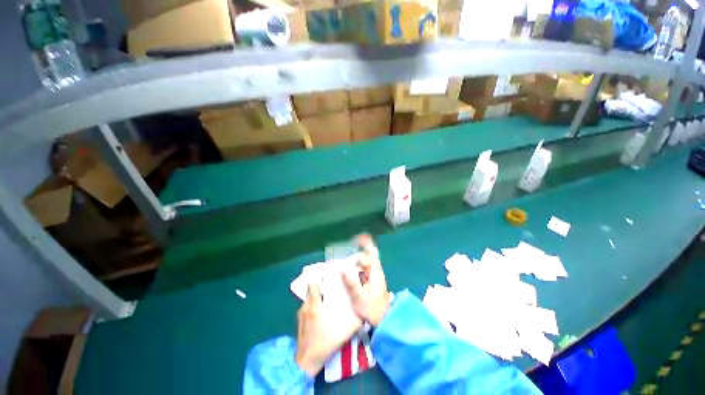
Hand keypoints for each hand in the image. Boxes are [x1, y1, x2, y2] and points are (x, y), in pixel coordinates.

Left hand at [295, 283, 361, 376]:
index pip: (312, 285)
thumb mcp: (343, 332)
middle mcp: (305, 307)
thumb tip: (364, 311)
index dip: (320, 279)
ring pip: (308, 300)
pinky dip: (312, 307)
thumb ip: (355, 320)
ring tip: (325, 301)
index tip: (328, 278)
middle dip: (320, 288)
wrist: (307, 361)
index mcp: (314, 306)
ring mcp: (300, 314)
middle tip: (330, 289)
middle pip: (311, 291)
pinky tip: (319, 315)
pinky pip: (306, 309)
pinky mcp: (298, 322)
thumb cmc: (326, 343)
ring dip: (316, 298)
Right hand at [342, 235, 390, 326]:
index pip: (371, 255)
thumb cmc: (372, 309)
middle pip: (369, 257)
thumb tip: (342, 268)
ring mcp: (374, 277)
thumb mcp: (359, 297)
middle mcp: (376, 272)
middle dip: (361, 249)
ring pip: (366, 264)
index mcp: (375, 273)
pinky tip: (348, 272)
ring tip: (345, 258)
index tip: (357, 240)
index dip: (365, 247)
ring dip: (357, 260)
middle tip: (351, 245)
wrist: (382, 321)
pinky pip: (364, 271)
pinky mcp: (372, 283)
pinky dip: (357, 268)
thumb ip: (351, 282)